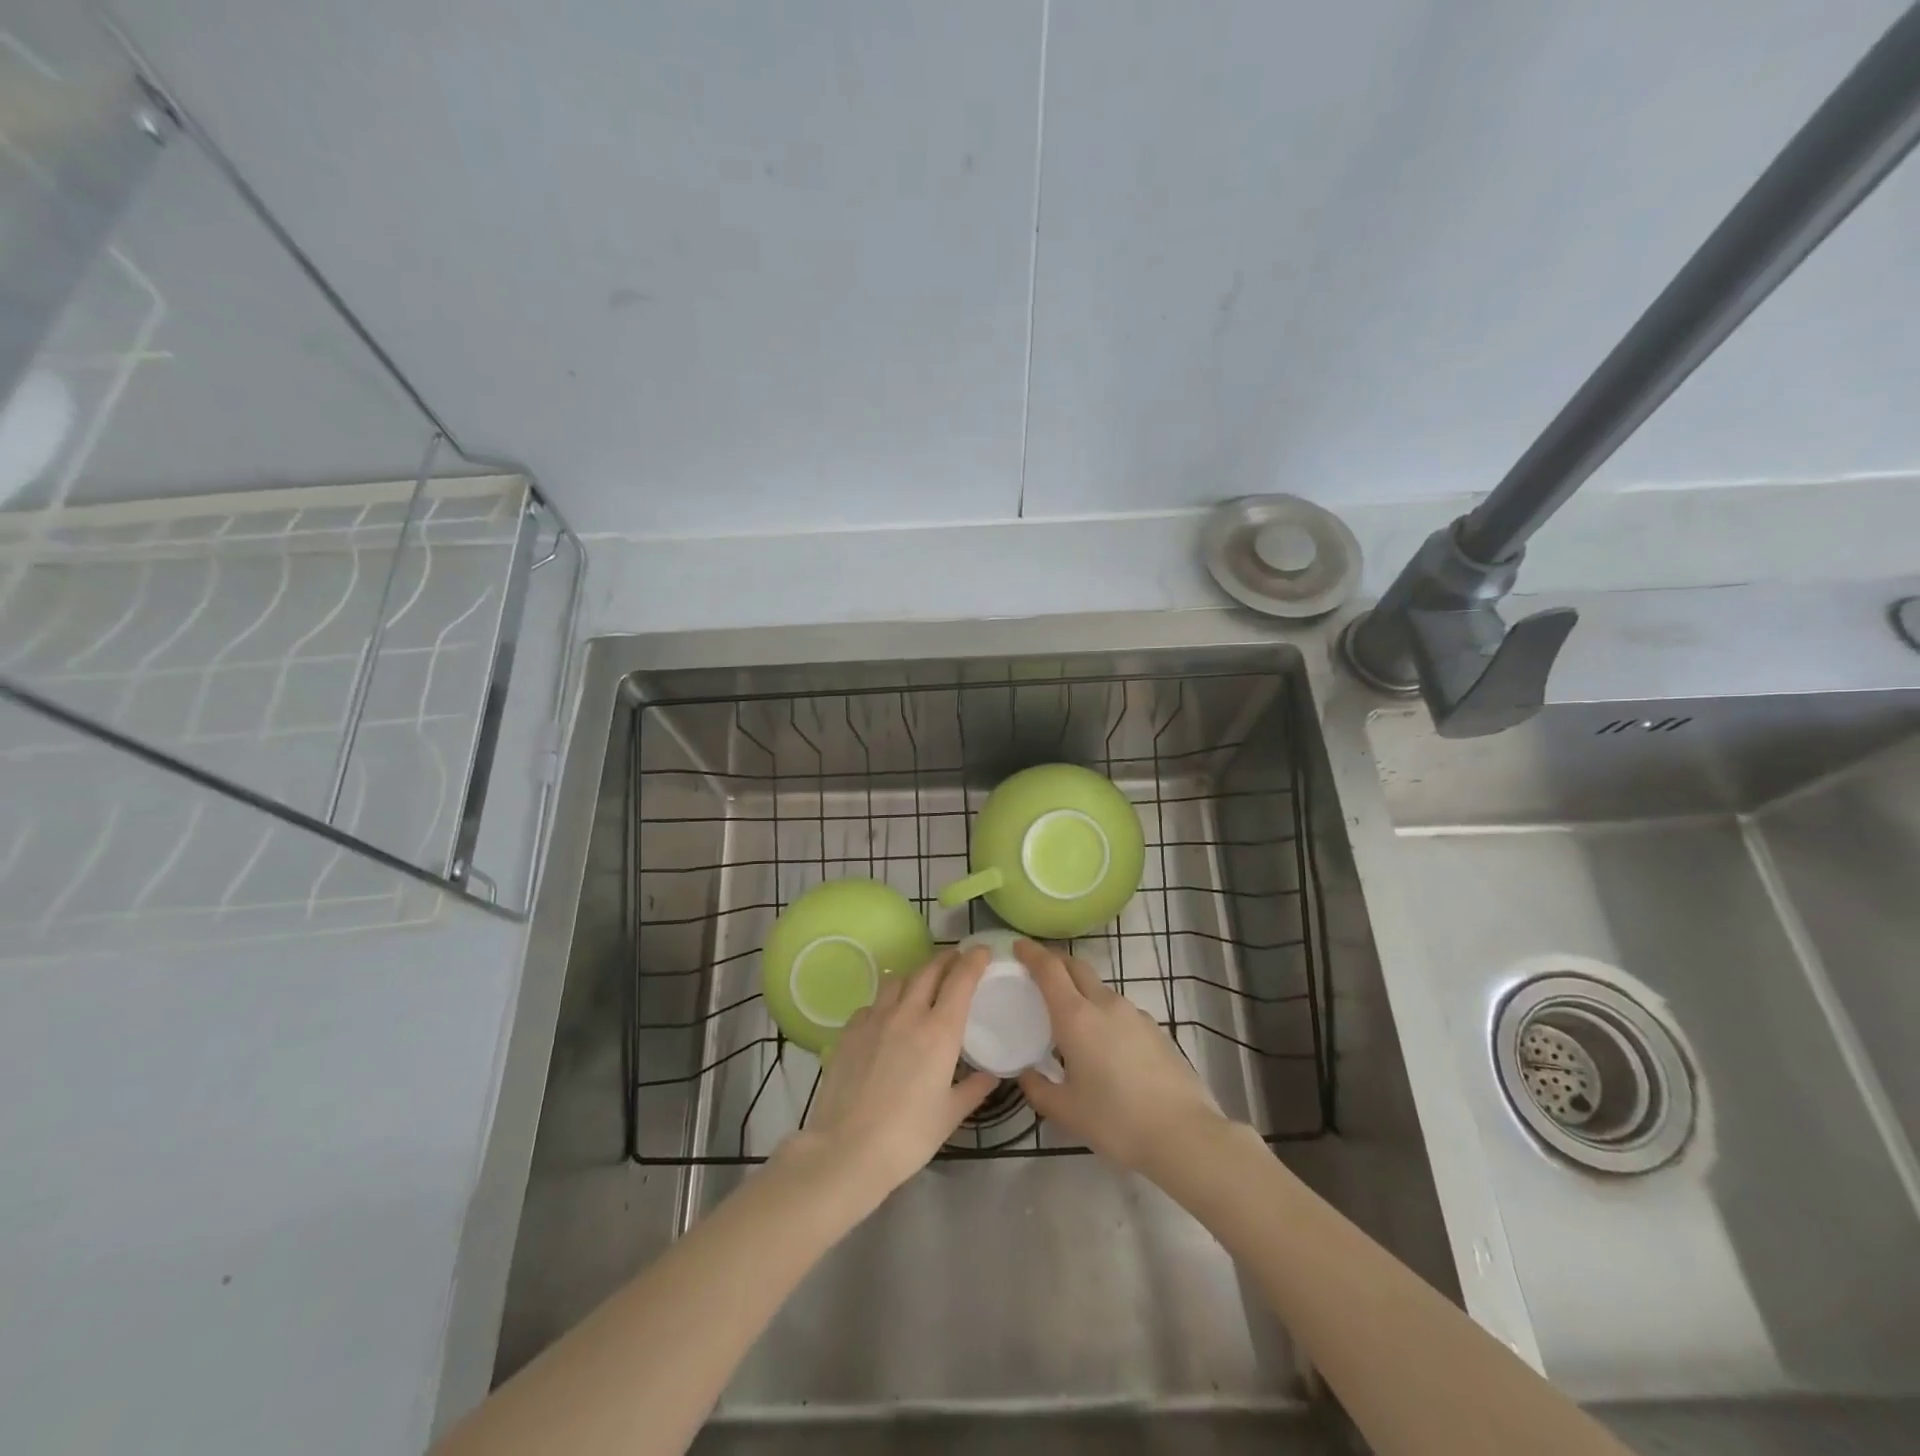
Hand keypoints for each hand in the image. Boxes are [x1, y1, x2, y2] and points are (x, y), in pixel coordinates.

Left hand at [784, 946, 997, 1207]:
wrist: (847, 1149)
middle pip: (928, 971)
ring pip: (898, 980)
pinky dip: (885, 1002)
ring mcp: (874, 1019)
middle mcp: (908, 1014)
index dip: (973, 961)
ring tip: (921, 984)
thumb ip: (973, 1089)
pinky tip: (885, 1018)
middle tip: (955, 960)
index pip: (961, 980)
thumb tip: (990, 1075)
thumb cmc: (908, 1136)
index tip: (982, 951)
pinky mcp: (849, 1030)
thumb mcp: (950, 1115)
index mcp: (940, 1030)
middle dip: (945, 960)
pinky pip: (872, 1004)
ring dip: (915, 976)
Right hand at [1014, 938, 1226, 1173]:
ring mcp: (1134, 1013)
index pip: (1049, 969)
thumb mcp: (1067, 1112)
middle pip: (1076, 966)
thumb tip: (1026, 1074)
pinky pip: (1119, 1008)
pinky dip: (1102, 1009)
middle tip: (1037, 970)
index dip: (1031, 953)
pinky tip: (1102, 1040)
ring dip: (1079, 987)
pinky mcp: (1154, 1028)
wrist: (1184, 1134)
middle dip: (1055, 961)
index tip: (1018, 946)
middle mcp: (1105, 1004)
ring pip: (1099, 987)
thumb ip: (1039, 1090)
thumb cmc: (1116, 1121)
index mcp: (1076, 1017)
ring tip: (1069, 1012)